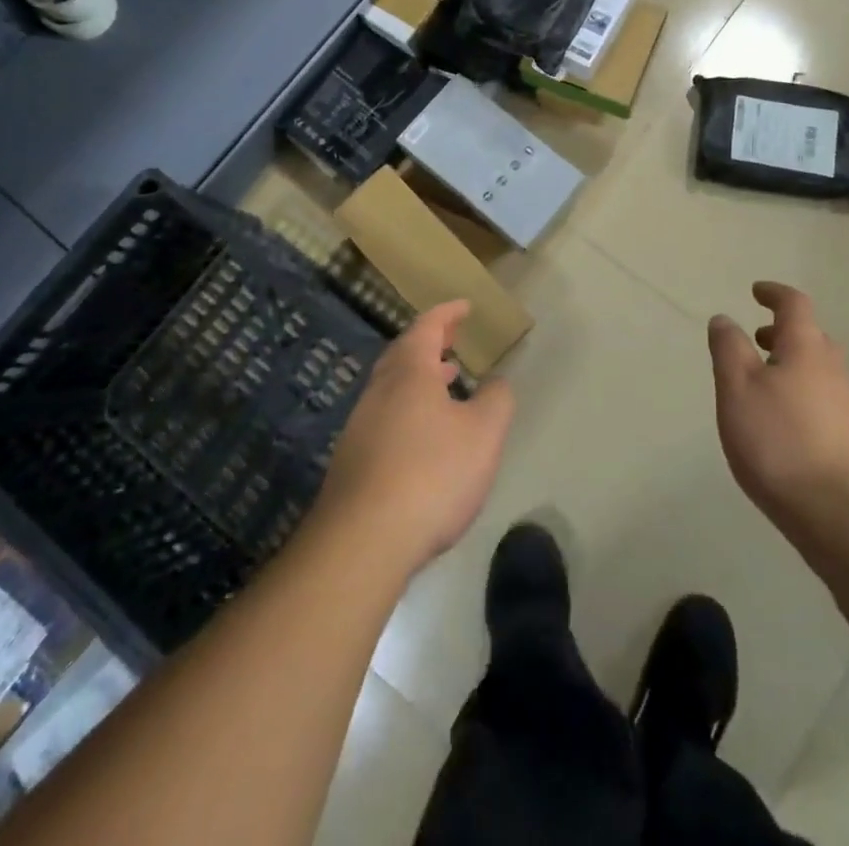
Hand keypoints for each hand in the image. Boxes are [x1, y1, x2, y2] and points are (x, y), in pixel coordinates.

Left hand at [316, 301, 514, 574]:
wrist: (362, 542)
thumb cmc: (431, 475)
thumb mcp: (483, 434)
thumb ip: (496, 400)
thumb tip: (496, 382)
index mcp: (409, 373)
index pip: (427, 327)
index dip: (447, 313)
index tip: (464, 306)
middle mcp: (379, 391)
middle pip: (403, 354)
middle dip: (429, 343)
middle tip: (451, 341)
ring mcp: (360, 426)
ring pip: (392, 387)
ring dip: (418, 378)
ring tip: (445, 382)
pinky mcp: (352, 461)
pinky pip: (385, 417)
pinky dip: (408, 408)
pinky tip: (424, 436)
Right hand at [708, 283, 848, 548]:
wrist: (845, 516)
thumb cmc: (781, 442)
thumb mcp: (737, 389)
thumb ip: (728, 349)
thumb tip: (724, 318)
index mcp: (806, 348)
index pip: (794, 305)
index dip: (774, 293)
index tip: (756, 291)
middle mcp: (834, 369)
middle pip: (810, 337)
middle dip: (782, 332)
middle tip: (755, 339)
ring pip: (818, 370)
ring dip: (791, 365)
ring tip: (762, 384)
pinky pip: (823, 400)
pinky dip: (801, 394)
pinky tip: (782, 424)